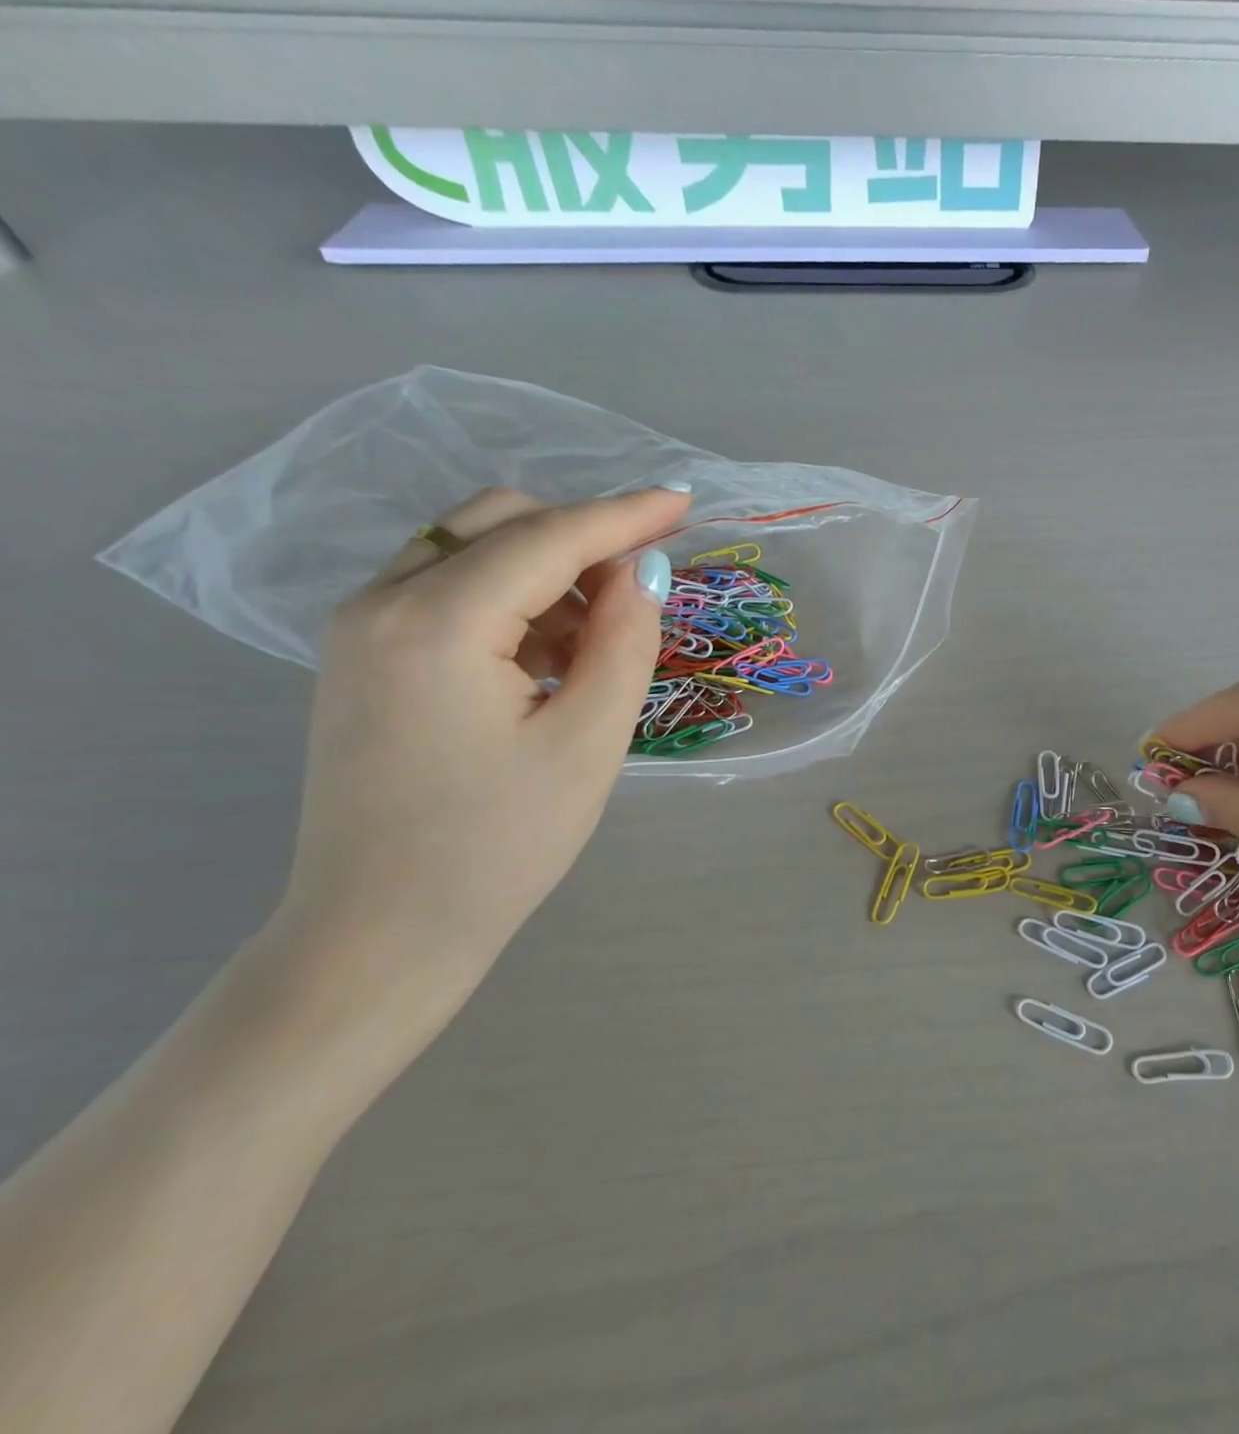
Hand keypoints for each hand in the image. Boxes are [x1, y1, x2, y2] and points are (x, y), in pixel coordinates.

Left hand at [269, 485, 688, 1043]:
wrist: (382, 931)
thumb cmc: (499, 846)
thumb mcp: (588, 743)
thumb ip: (623, 642)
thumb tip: (644, 571)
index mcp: (435, 623)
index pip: (547, 537)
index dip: (624, 515)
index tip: (685, 502)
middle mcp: (380, 602)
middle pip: (497, 522)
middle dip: (581, 538)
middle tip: (643, 587)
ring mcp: (359, 627)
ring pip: (469, 550)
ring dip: (547, 572)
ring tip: (597, 642)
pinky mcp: (361, 656)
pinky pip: (446, 590)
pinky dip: (510, 600)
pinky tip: (546, 658)